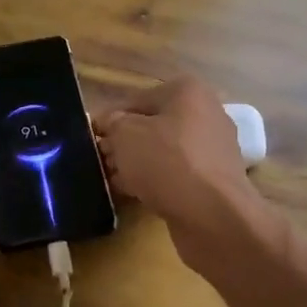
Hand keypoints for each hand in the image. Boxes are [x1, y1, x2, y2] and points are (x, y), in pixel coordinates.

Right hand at [96, 77, 262, 254]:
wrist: (212, 214)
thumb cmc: (166, 161)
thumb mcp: (125, 134)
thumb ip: (112, 124)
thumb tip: (109, 124)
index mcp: (187, 91)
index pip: (136, 100)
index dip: (110, 120)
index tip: (91, 140)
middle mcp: (206, 114)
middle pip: (153, 126)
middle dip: (125, 144)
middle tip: (101, 163)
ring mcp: (213, 148)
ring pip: (164, 152)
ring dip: (138, 165)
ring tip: (113, 181)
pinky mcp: (214, 180)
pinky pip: (177, 174)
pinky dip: (157, 182)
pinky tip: (135, 195)